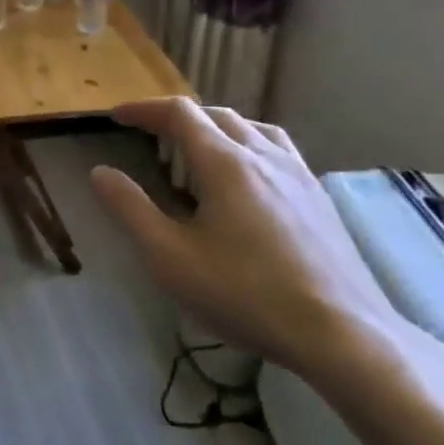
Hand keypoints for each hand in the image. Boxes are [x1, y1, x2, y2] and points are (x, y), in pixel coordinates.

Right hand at [89, 97, 411, 383]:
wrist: (343, 335)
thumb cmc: (245, 295)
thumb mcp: (169, 257)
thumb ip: (130, 209)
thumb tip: (100, 172)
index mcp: (226, 163)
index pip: (179, 113)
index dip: (144, 109)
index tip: (116, 117)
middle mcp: (264, 156)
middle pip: (216, 114)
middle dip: (177, 117)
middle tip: (149, 135)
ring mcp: (299, 174)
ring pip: (252, 128)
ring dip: (216, 127)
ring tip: (198, 149)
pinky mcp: (319, 198)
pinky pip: (278, 150)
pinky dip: (248, 145)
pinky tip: (248, 179)